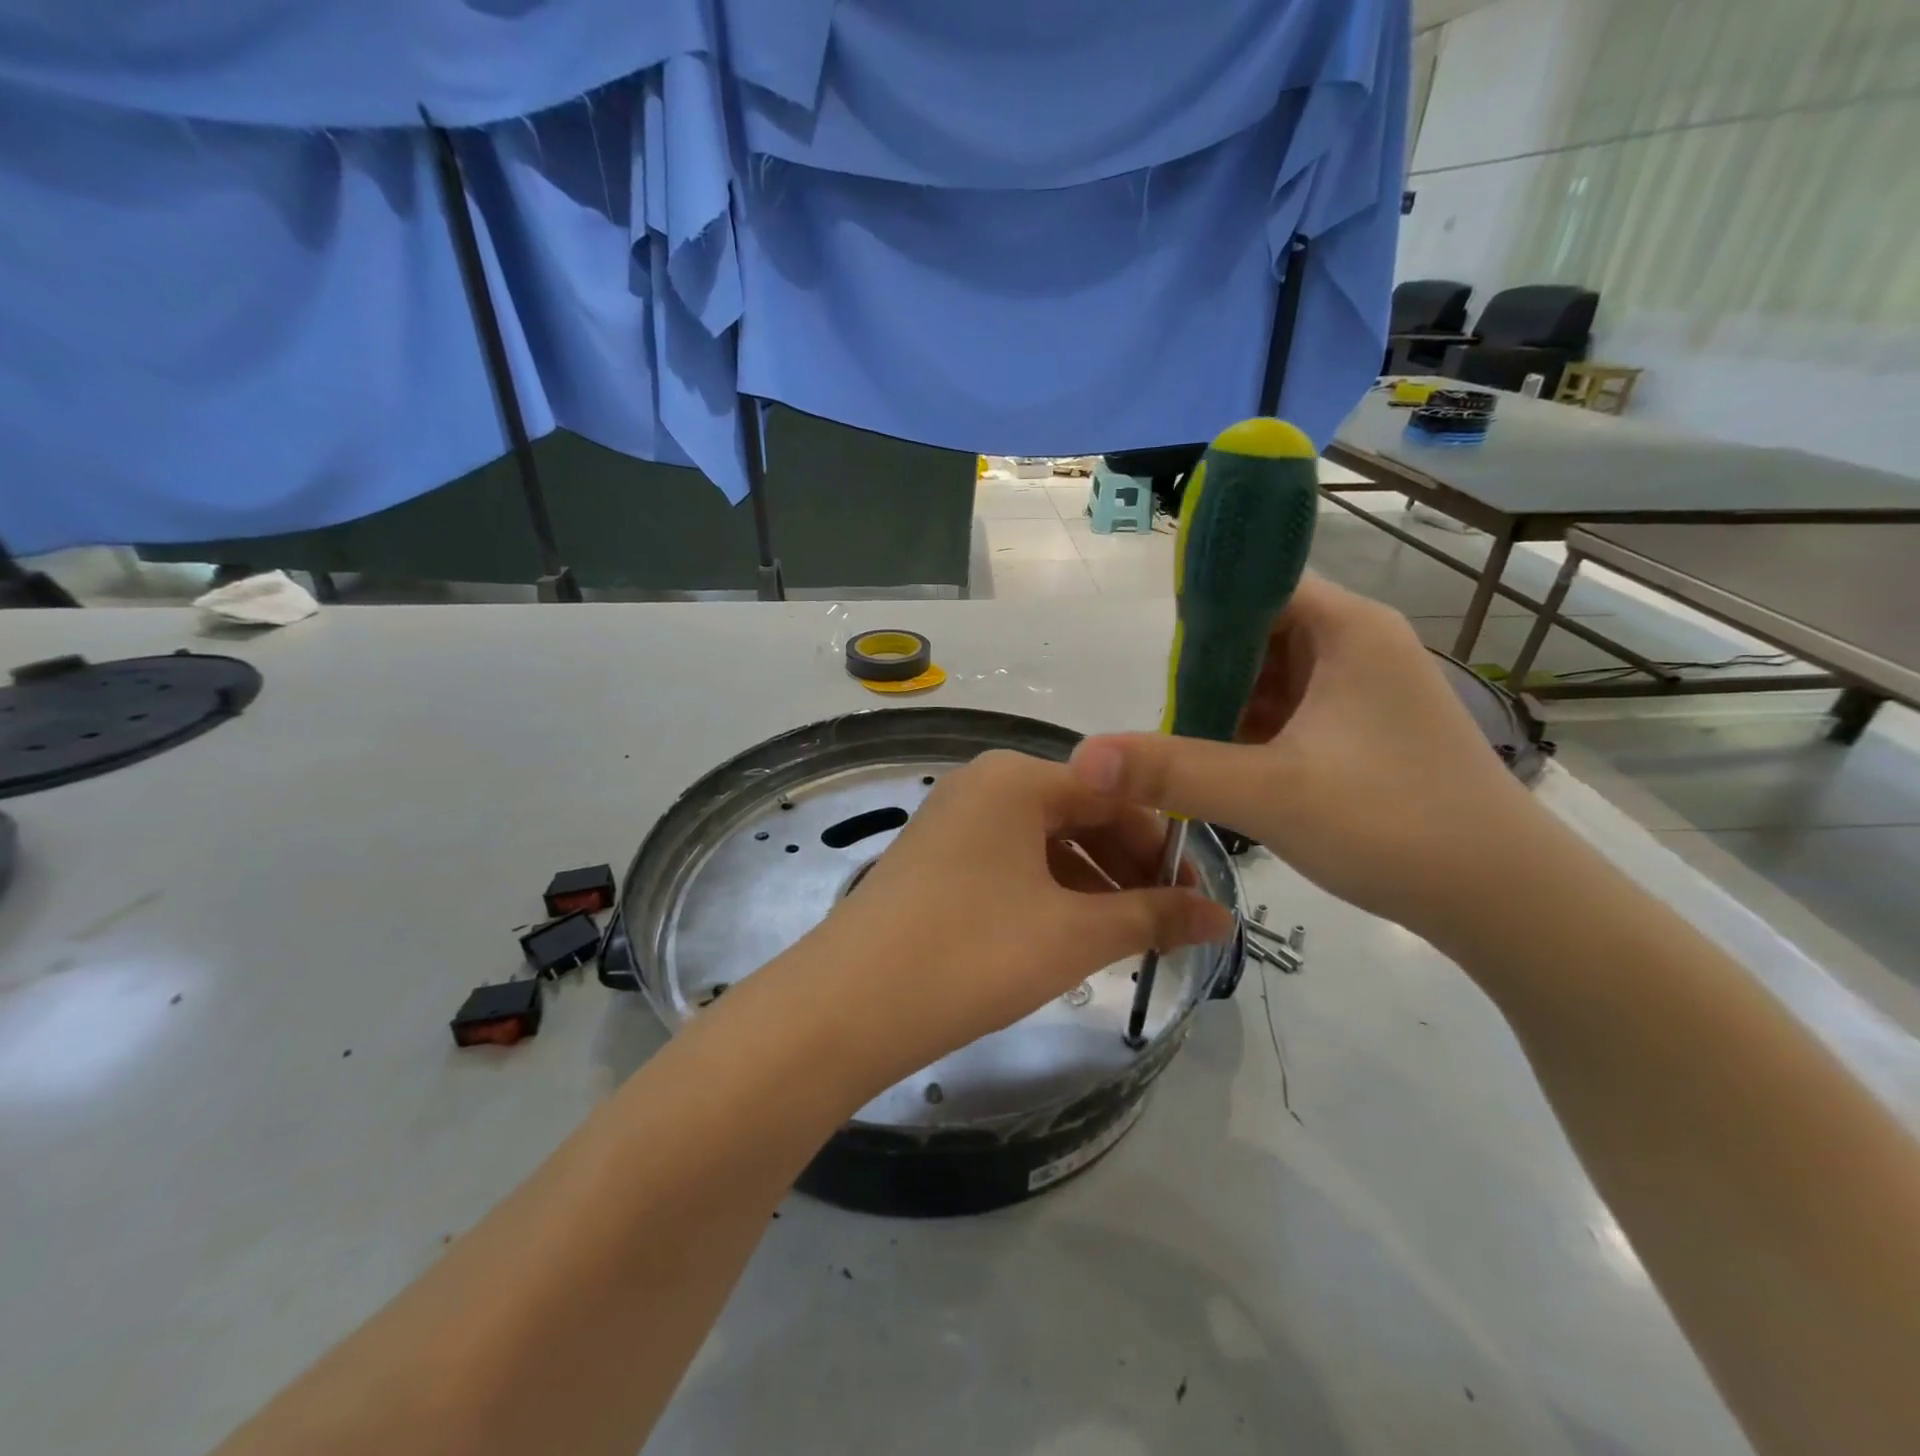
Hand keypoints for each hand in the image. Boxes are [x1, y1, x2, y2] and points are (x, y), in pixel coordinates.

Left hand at [793, 750, 1232, 1094]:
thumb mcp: (1074, 934)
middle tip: (1165, 926)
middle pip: (1080, 814)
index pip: (1117, 795)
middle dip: (1127, 868)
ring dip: (1091, 884)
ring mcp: (953, 820)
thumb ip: (1153, 918)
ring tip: (1121, 939)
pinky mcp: (934, 858)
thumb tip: (1223, 919)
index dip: (1164, 848)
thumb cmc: (973, 952)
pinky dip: (1047, 892)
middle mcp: (984, 784)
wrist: (847, 1005)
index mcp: (1019, 778)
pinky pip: (1010, 862)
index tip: (1197, 901)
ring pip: (1044, 842)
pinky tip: (1065, 935)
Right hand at [1069, 575, 1545, 939]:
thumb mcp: (1268, 794)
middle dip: (1210, 671)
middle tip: (1172, 719)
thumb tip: (1084, 757)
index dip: (1204, 611)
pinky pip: (1294, 711)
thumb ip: (1171, 771)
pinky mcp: (1367, 730)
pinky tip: (1230, 767)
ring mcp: (1367, 689)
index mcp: (1347, 629)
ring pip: (1275, 676)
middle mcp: (1360, 644)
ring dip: (1230, 706)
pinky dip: (1257, 732)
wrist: (1505, 900)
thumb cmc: (1393, 825)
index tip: (1162, 663)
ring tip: (1191, 748)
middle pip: (1261, 631)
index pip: (1259, 583)